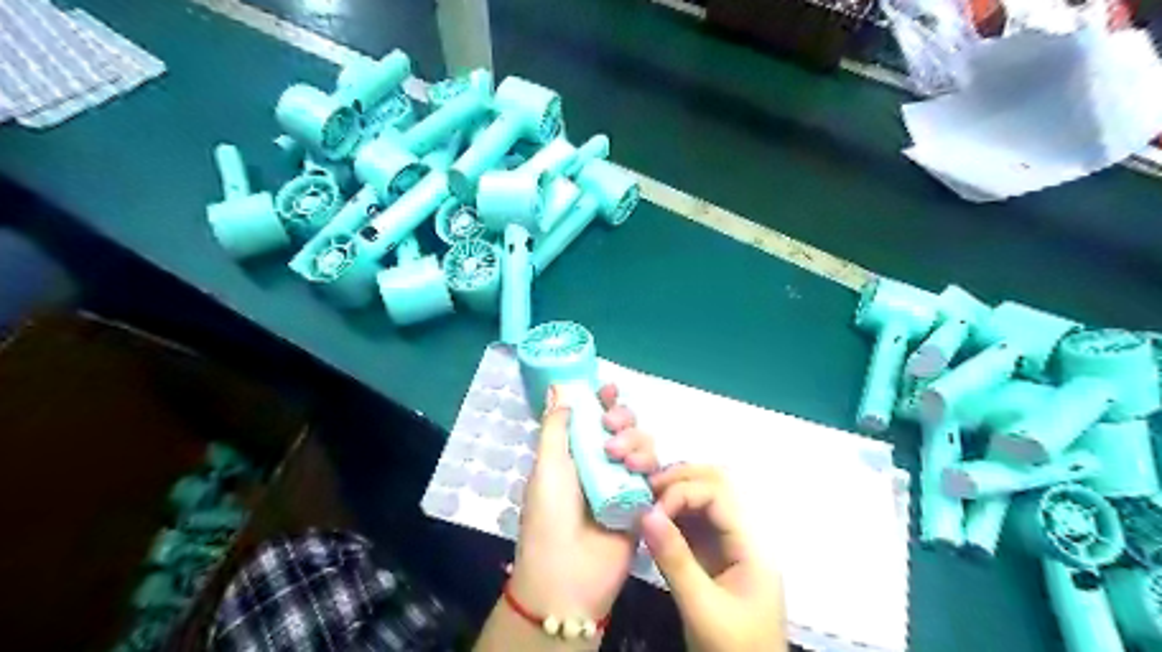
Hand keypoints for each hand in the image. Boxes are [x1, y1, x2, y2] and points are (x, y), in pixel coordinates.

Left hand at [511, 385, 655, 628]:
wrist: (568, 575)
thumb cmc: (549, 516)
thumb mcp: (546, 466)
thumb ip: (556, 426)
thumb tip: (558, 388)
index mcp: (574, 453)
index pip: (592, 417)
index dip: (602, 400)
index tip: (608, 389)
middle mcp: (600, 463)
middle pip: (623, 426)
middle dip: (621, 418)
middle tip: (610, 426)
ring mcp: (623, 482)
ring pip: (643, 445)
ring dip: (635, 440)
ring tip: (619, 457)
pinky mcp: (644, 501)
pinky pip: (655, 473)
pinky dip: (650, 464)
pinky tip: (640, 470)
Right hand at [640, 465, 783, 650]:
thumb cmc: (734, 649)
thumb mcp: (701, 608)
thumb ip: (674, 560)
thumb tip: (645, 513)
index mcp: (751, 544)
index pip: (719, 493)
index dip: (683, 491)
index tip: (652, 510)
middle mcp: (742, 535)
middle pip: (716, 485)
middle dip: (680, 479)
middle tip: (646, 489)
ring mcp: (729, 544)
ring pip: (704, 499)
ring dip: (675, 493)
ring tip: (644, 501)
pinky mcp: (715, 556)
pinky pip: (694, 521)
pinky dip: (672, 514)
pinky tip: (652, 521)